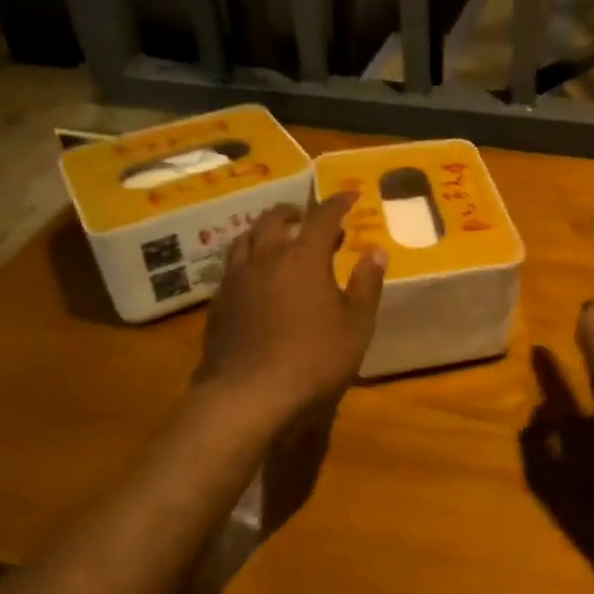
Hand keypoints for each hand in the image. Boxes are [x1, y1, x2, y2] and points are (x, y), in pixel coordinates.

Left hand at [192, 192, 385, 431]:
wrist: (247, 397)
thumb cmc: (313, 359)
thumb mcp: (355, 325)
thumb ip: (366, 285)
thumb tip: (376, 251)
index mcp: (303, 258)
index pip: (322, 217)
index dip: (337, 203)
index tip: (351, 196)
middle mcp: (266, 259)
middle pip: (274, 219)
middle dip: (294, 211)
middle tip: (308, 217)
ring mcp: (236, 281)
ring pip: (246, 239)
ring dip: (265, 232)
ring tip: (278, 241)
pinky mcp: (218, 305)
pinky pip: (232, 268)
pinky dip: (249, 261)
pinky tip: (256, 280)